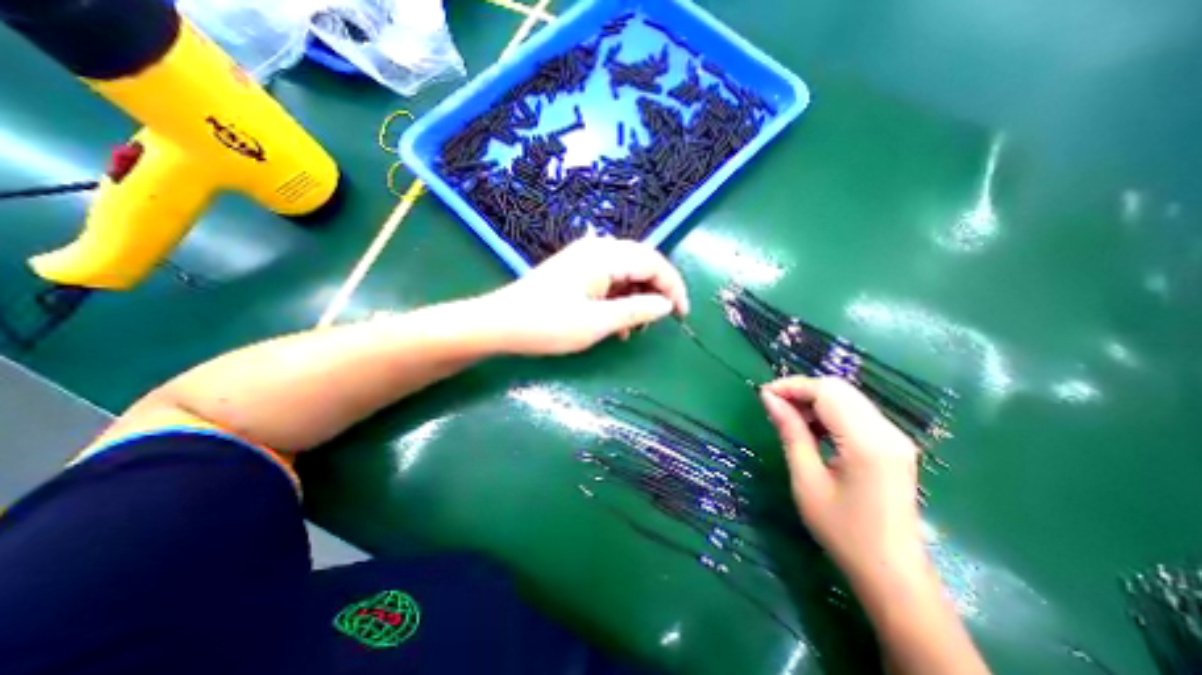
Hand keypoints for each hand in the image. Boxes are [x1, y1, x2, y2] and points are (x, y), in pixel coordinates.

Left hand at [477, 234, 683, 355]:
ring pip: (625, 272)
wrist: (500, 323)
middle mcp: (597, 248)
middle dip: (655, 292)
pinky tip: (615, 322)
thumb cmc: (548, 324)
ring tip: (633, 329)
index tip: (682, 314)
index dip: (673, 287)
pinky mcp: (576, 269)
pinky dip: (618, 299)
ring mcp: (585, 257)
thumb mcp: (597, 323)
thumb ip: (636, 310)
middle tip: (659, 320)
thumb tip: (667, 305)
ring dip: (636, 298)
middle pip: (642, 263)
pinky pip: (609, 279)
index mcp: (605, 255)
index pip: (654, 262)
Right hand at [759, 377, 928, 587]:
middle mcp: (887, 431)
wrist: (893, 575)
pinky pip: (856, 413)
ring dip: (814, 400)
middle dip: (801, 390)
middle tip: (774, 406)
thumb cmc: (843, 531)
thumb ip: (790, 432)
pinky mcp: (893, 445)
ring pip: (847, 397)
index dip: (792, 386)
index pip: (826, 392)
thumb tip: (769, 398)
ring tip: (788, 418)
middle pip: (839, 389)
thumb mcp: (807, 479)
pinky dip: (829, 412)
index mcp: (867, 442)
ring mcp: (894, 437)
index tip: (763, 394)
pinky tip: (812, 429)